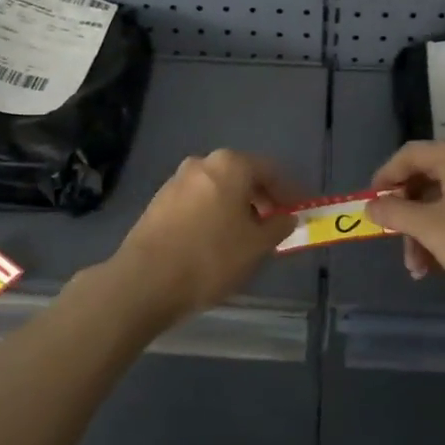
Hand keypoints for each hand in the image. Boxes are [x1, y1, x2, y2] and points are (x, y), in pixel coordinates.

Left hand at [103, 150, 300, 324]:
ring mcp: (176, 181)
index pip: (270, 170)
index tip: (299, 212)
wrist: (145, 281)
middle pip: (242, 176)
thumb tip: (287, 217)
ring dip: (236, 207)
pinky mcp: (158, 202)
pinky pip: (197, 202)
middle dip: (261, 199)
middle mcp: (201, 163)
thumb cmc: (211, 258)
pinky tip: (216, 242)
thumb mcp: (256, 246)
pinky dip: (213, 215)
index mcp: (229, 165)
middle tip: (274, 226)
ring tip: (246, 238)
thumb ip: (278, 226)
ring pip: (218, 189)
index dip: (289, 192)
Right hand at [370, 140, 444, 313]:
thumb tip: (370, 206)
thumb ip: (394, 212)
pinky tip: (431, 267)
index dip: (385, 178)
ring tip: (415, 267)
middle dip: (404, 213)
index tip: (370, 204)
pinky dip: (440, 236)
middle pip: (423, 178)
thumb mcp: (429, 228)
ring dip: (420, 232)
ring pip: (438, 202)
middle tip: (390, 238)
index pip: (409, 155)